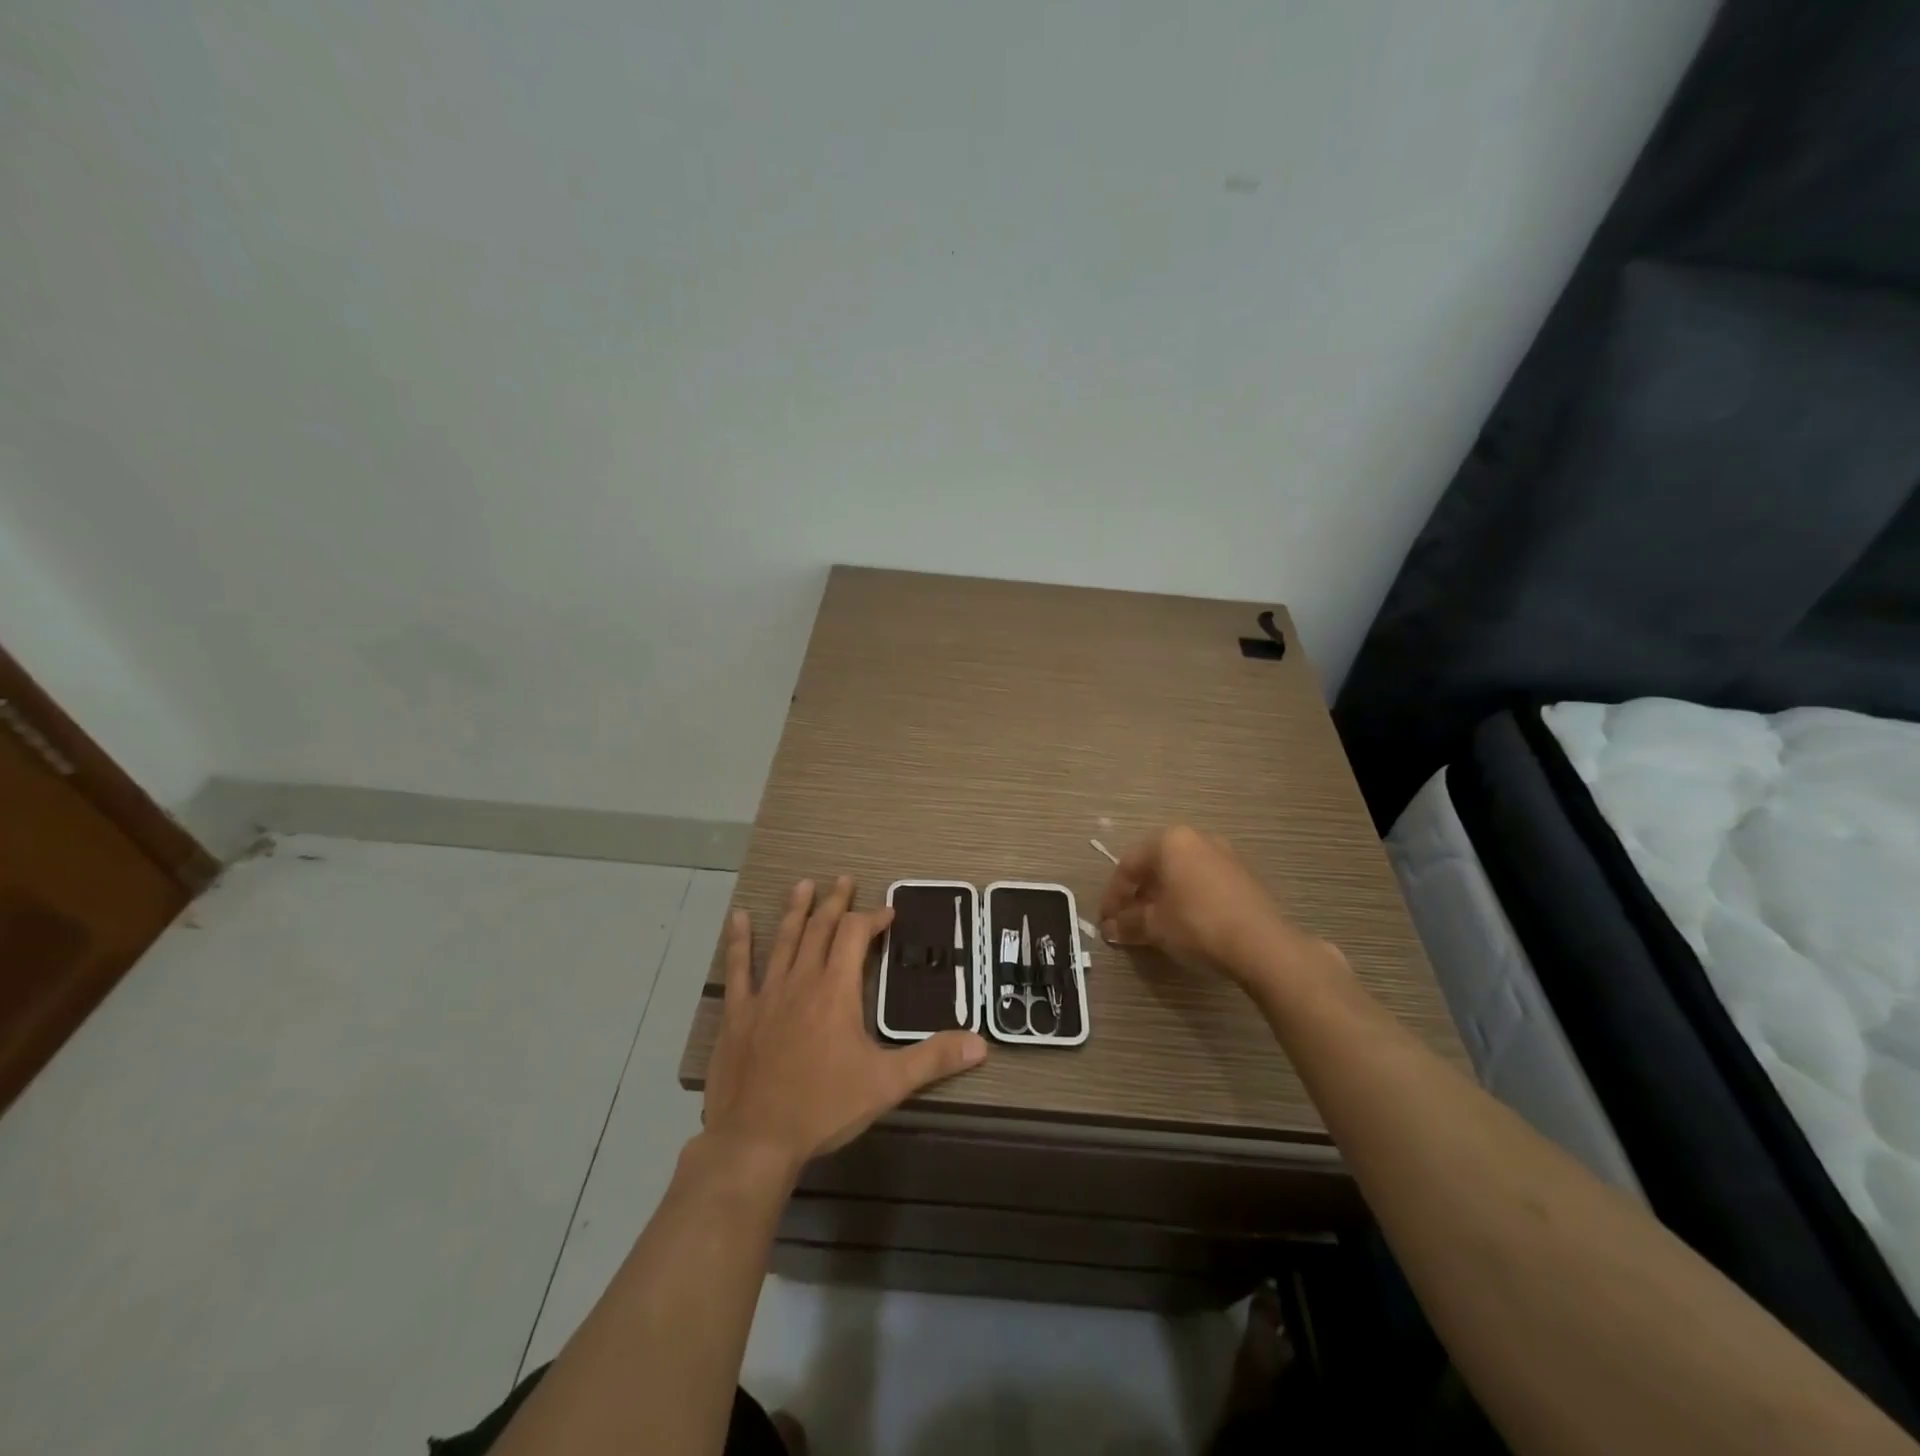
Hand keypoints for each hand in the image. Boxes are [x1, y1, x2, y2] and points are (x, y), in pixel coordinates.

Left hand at [703, 876, 987, 1173]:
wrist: (756, 1140)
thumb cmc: (824, 1107)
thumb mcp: (887, 1084)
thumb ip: (934, 1058)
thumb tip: (981, 1043)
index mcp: (836, 990)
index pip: (855, 935)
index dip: (873, 918)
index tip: (888, 913)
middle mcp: (801, 980)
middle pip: (820, 928)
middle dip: (835, 903)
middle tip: (844, 880)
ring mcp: (766, 994)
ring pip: (783, 940)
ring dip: (796, 910)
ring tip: (804, 884)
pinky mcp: (738, 1013)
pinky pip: (738, 969)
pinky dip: (739, 941)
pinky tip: (738, 918)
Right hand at [1098, 826, 1302, 985]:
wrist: (1262, 944)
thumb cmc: (1197, 924)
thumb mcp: (1154, 926)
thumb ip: (1127, 923)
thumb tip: (1110, 928)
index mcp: (1170, 840)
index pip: (1129, 865)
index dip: (1113, 895)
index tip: (1106, 920)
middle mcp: (1197, 838)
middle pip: (1156, 865)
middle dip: (1138, 894)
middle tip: (1127, 920)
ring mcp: (1225, 855)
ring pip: (1181, 873)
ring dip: (1163, 896)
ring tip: (1154, 924)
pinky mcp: (1244, 876)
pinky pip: (1203, 881)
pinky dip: (1187, 898)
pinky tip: (1184, 923)